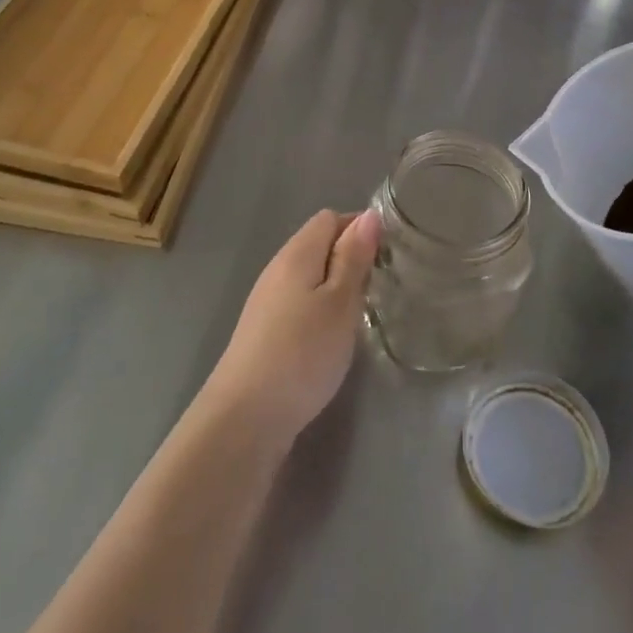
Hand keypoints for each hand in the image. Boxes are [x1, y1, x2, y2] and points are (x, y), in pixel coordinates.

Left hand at [200, 209, 379, 447]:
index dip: (360, 229)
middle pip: (319, 245)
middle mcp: (278, 269)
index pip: (330, 219)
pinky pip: (300, 303)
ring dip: (337, 287)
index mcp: (297, 254)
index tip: (387, 256)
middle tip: (380, 287)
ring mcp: (267, 301)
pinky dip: (321, 310)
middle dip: (351, 258)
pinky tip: (332, 337)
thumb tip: (369, 215)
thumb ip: (354, 257)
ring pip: (310, 276)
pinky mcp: (265, 331)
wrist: (245, 417)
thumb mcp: (340, 302)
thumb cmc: (302, 353)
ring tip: (361, 313)